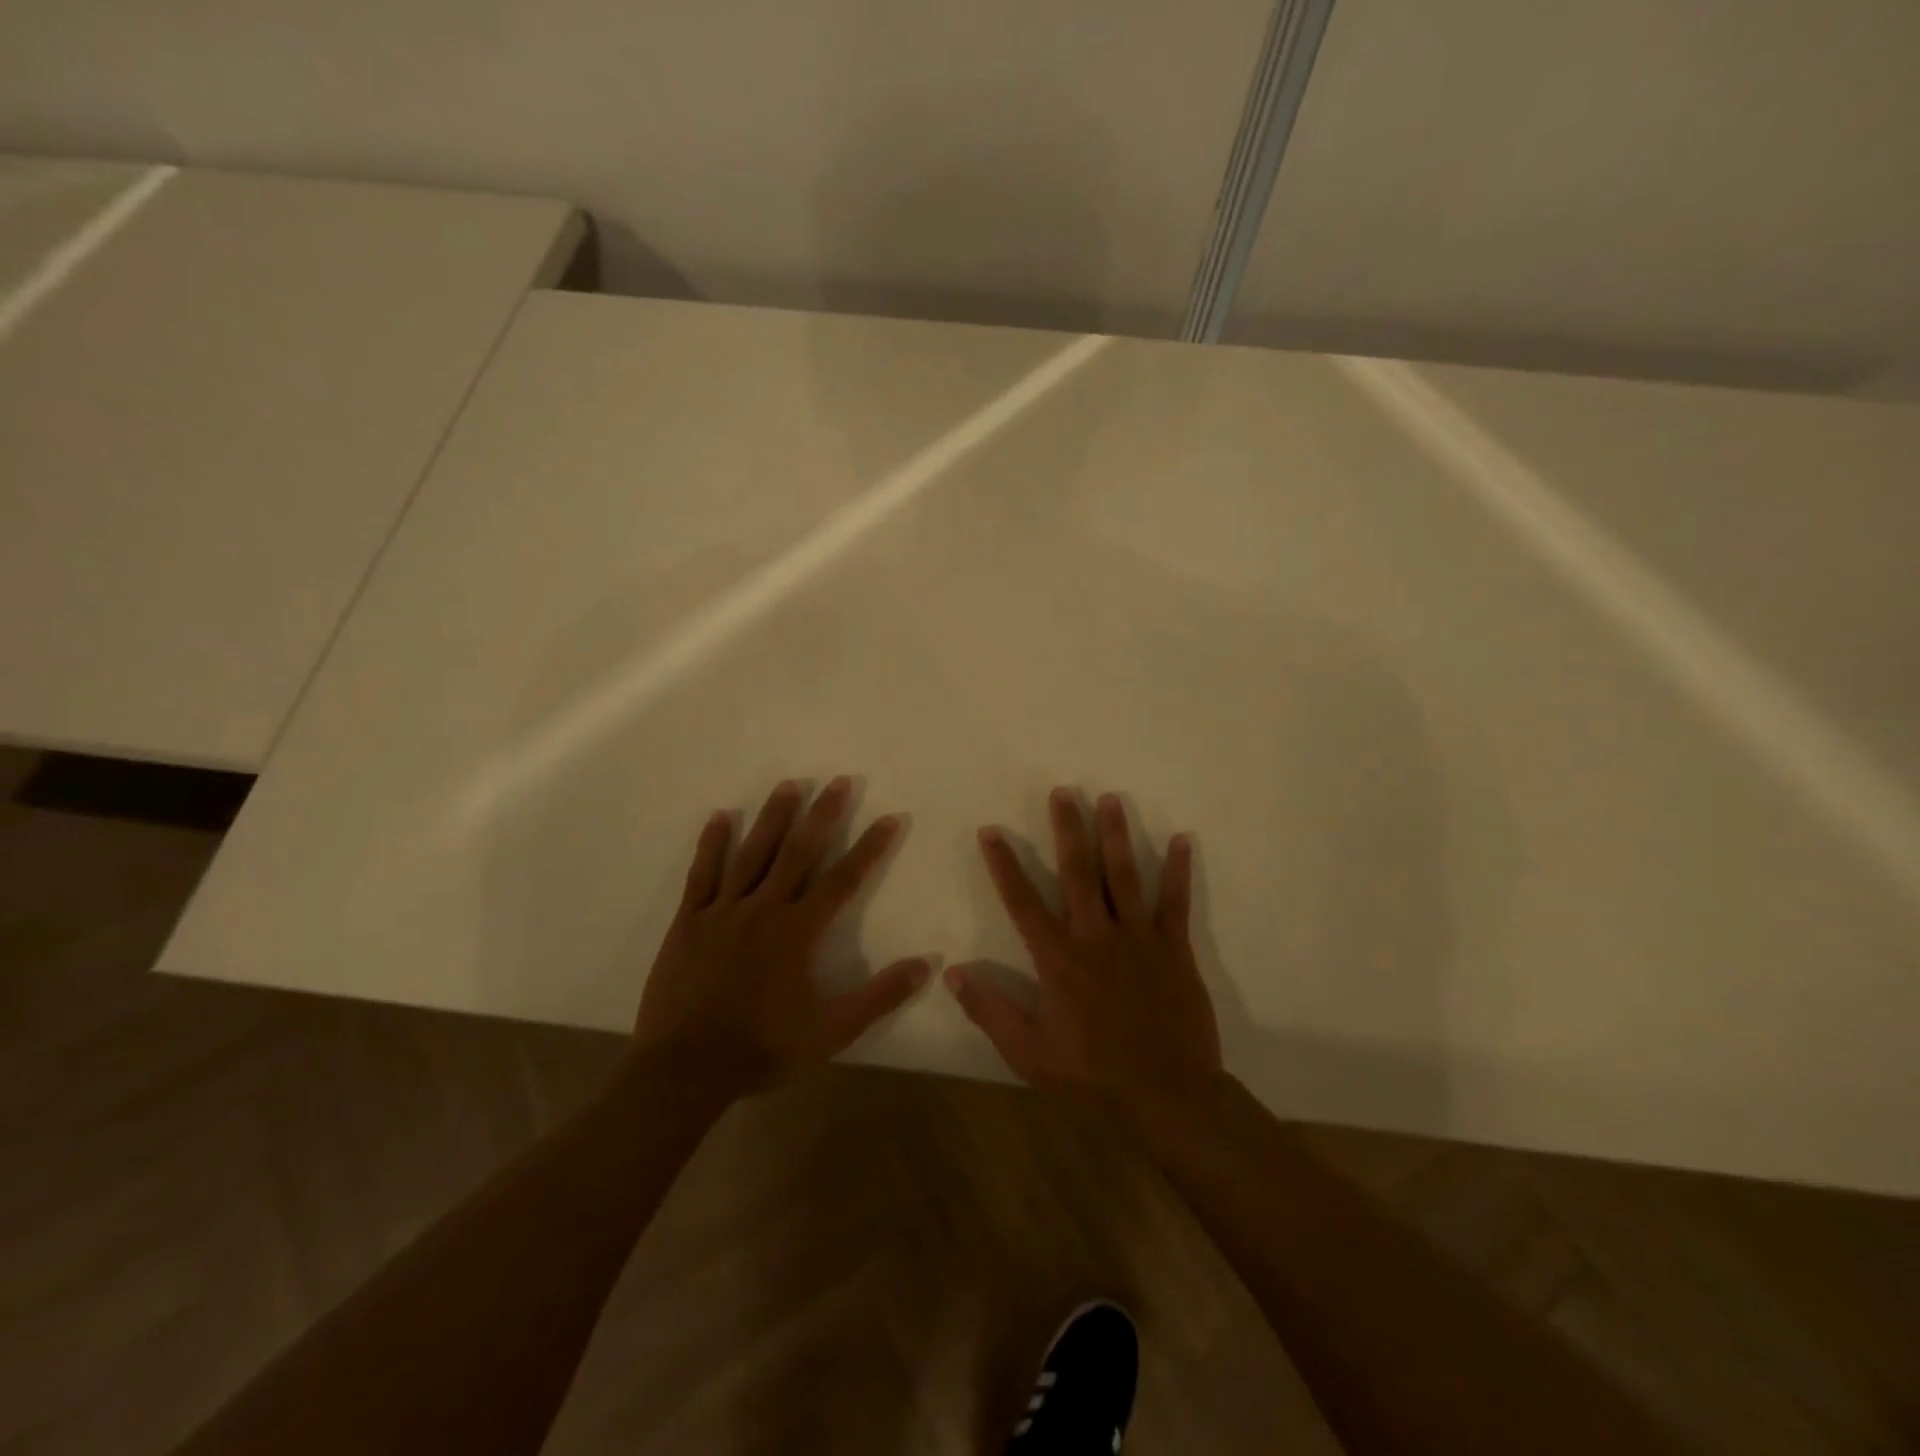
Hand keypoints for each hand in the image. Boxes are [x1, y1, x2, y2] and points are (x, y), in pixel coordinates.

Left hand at [632, 777, 930, 1099]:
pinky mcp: (690, 921)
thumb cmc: (763, 1049)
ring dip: (772, 817)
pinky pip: (702, 874)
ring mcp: (723, 911)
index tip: (890, 817)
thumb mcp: (832, 1032)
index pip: (843, 879)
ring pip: (752, 853)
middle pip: (798, 852)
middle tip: (838, 781)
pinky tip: (720, 817)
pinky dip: (712, 844)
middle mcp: (764, 908)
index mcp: (798, 931)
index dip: (870, 847)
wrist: (685, 1069)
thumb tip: (926, 965)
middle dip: (822, 814)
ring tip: (789, 785)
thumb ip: (879, 997)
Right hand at [946, 787, 1224, 1124]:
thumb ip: (990, 1011)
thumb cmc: (1092, 1076)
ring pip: (1125, 876)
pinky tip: (1183, 839)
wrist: (1167, 1096)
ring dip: (1116, 835)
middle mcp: (1096, 937)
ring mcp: (1139, 938)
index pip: (1023, 902)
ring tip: (1110, 798)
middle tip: (1062, 792)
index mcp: (1058, 960)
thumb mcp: (1029, 1054)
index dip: (1004, 866)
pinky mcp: (1174, 948)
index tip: (991, 832)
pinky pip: (1176, 902)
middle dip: (1068, 829)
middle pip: (1078, 873)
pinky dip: (1179, 870)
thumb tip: (953, 972)